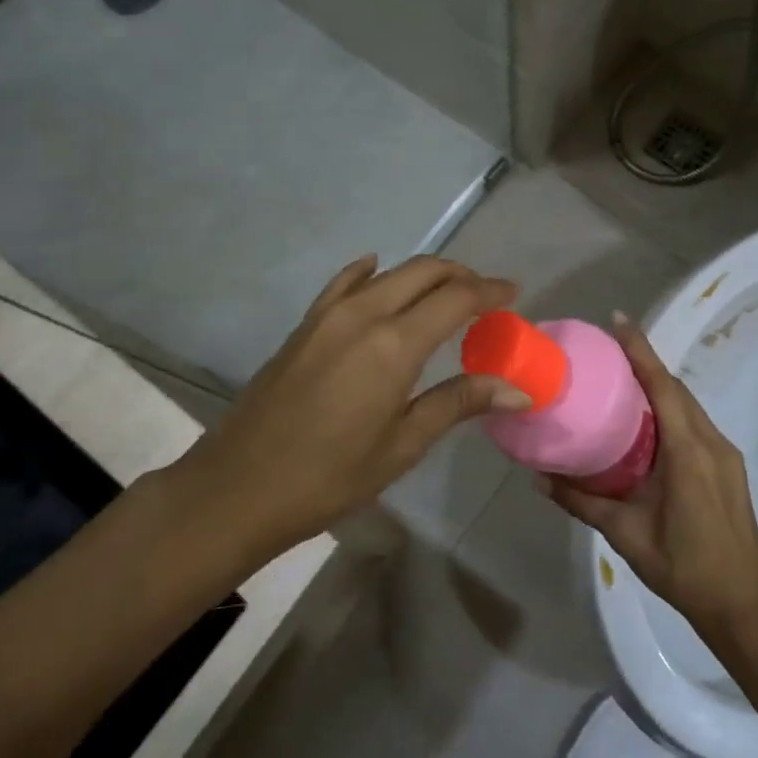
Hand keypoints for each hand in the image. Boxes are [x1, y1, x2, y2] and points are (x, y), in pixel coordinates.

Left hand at [177, 255, 524, 557]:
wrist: (239, 486)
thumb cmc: (330, 476)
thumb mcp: (402, 444)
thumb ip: (458, 402)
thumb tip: (518, 389)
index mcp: (394, 344)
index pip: (456, 298)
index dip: (489, 291)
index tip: (514, 293)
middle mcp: (363, 314)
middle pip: (423, 271)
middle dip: (460, 275)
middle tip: (485, 296)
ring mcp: (328, 314)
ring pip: (388, 273)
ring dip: (423, 275)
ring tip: (445, 294)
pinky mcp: (305, 324)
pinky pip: (344, 283)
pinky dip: (369, 272)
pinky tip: (375, 270)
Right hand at [544, 313, 757, 636]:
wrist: (744, 604)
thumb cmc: (684, 567)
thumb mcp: (625, 534)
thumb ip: (582, 502)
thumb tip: (538, 478)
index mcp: (688, 451)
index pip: (662, 386)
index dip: (640, 350)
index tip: (618, 320)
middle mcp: (711, 442)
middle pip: (675, 389)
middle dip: (645, 363)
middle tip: (608, 350)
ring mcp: (724, 454)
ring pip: (688, 405)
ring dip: (658, 386)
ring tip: (622, 379)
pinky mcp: (728, 466)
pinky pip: (696, 422)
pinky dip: (670, 408)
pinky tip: (647, 421)